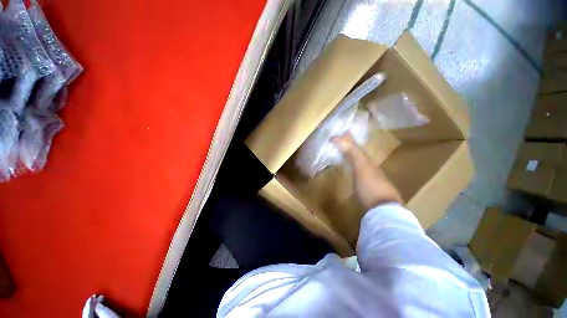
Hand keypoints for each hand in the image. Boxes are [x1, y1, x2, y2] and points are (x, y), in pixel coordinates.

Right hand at [331, 132, 402, 209]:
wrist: (383, 210)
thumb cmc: (371, 186)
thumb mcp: (361, 167)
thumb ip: (352, 152)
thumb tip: (339, 137)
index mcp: (368, 162)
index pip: (356, 147)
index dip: (348, 140)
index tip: (339, 133)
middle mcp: (370, 168)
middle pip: (358, 154)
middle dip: (349, 146)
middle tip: (340, 141)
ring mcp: (369, 179)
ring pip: (358, 164)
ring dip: (350, 157)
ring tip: (342, 153)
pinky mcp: (367, 189)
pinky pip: (357, 173)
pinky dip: (351, 168)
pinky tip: (349, 171)